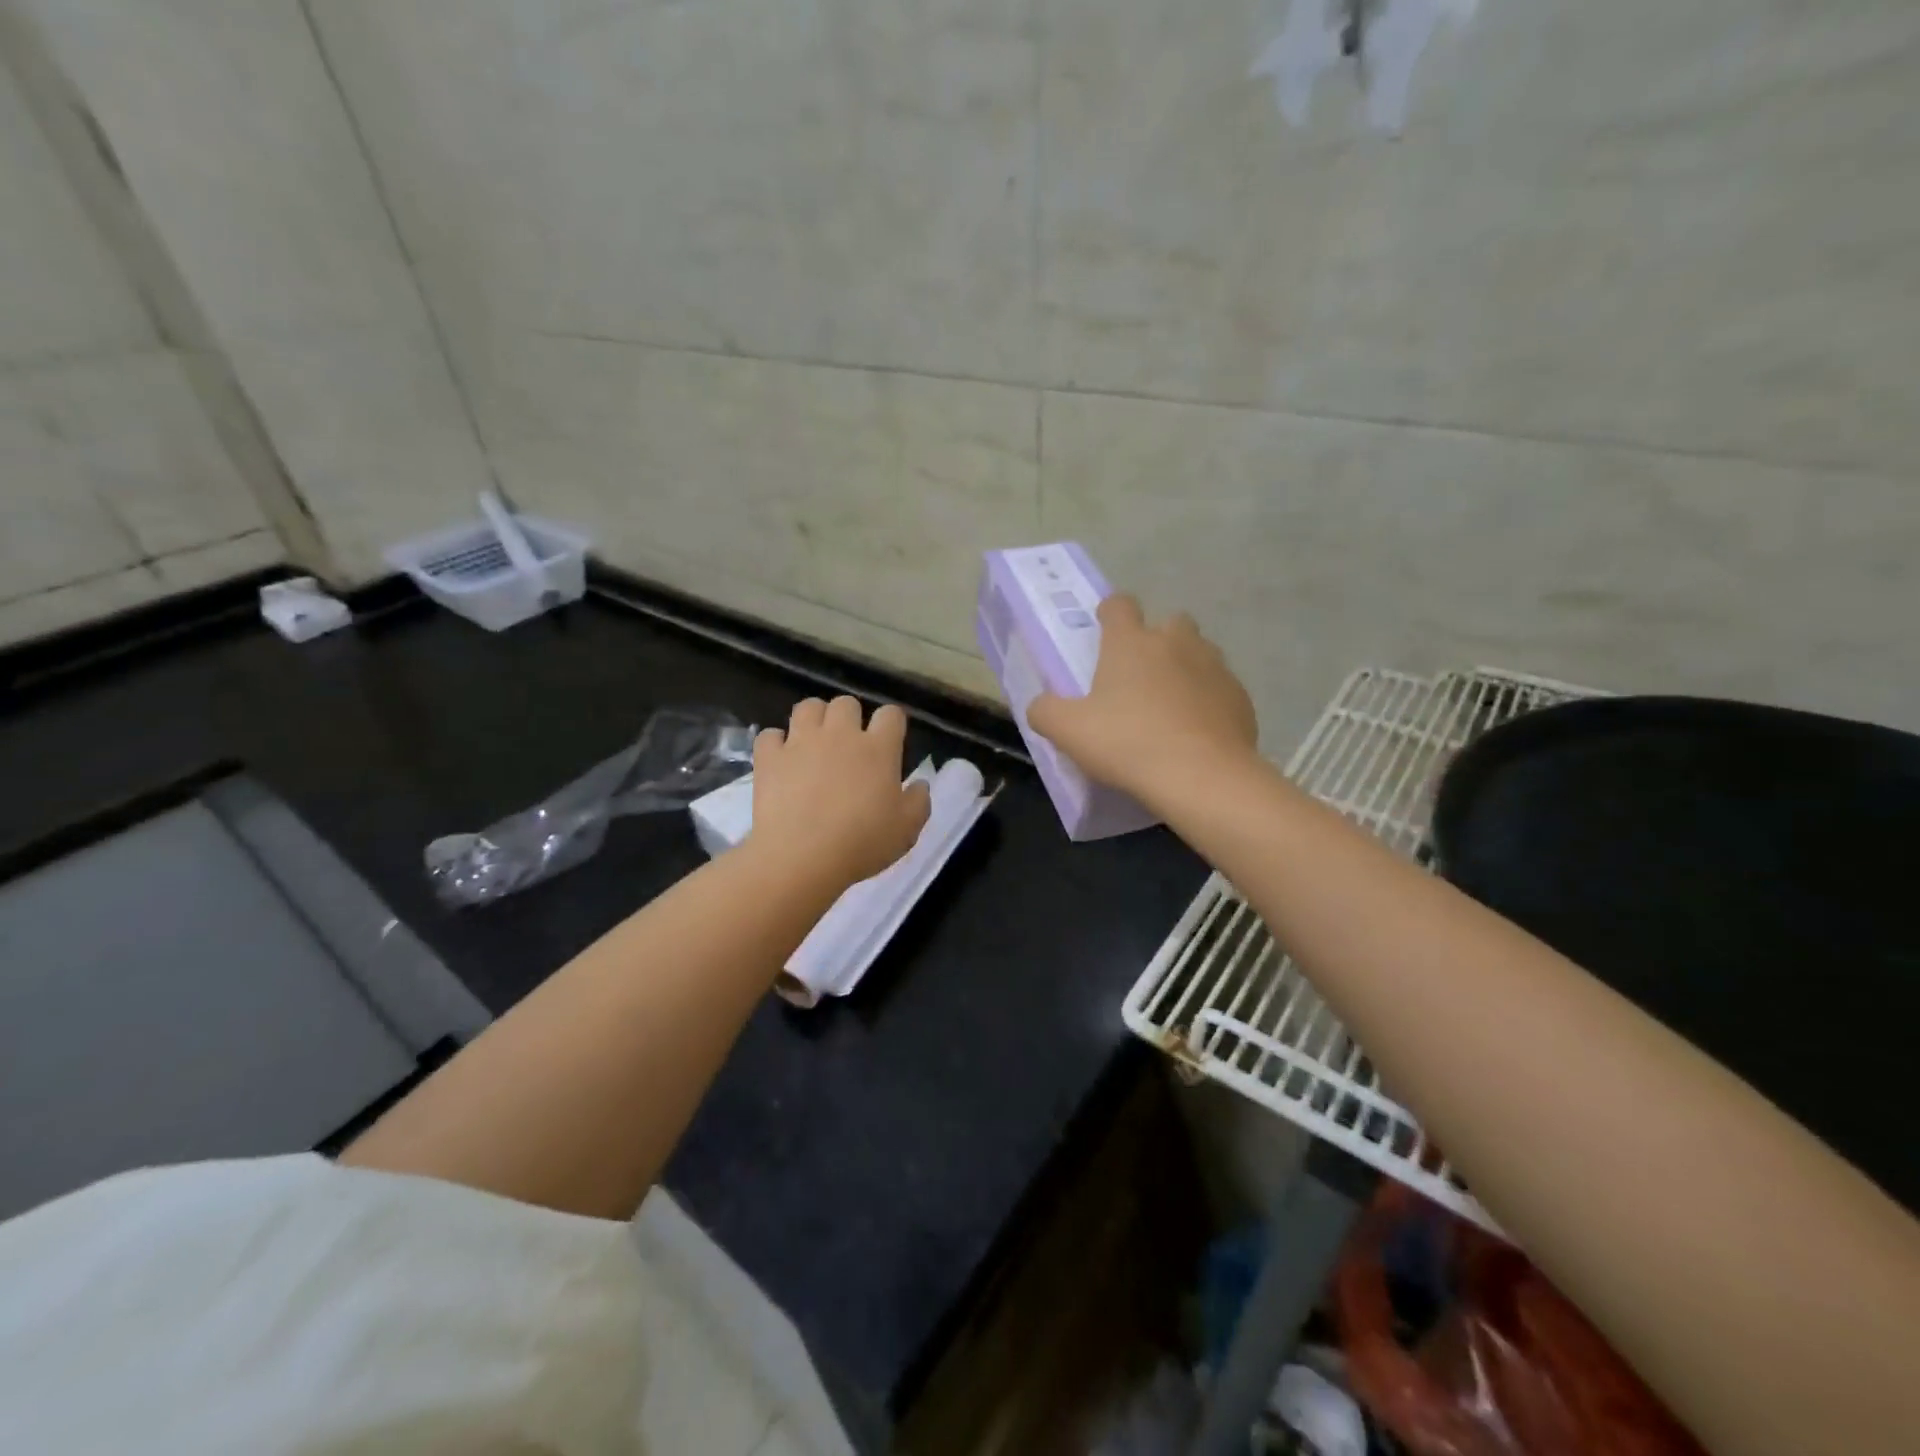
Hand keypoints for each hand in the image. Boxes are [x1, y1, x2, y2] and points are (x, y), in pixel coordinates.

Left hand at [750, 696, 931, 890]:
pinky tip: (782, 760)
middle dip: (850, 717)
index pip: (891, 714)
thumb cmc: (862, 844)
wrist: (801, 858)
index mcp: (878, 748)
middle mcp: (840, 734)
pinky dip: (776, 744)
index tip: (890, 741)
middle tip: (849, 744)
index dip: (892, 724)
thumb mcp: (907, 830)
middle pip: (846, 703)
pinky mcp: (769, 757)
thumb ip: (918, 802)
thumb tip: (919, 784)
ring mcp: (801, 742)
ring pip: (807, 707)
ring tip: (814, 742)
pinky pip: (770, 735)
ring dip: (814, 719)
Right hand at [1028, 595, 1258, 805]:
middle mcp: (1176, 642)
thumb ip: (1046, 711)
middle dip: (1156, 639)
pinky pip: (1220, 689)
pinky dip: (1208, 701)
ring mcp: (1214, 667)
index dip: (1110, 613)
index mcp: (1131, 643)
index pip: (1119, 605)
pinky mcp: (1240, 697)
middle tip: (1139, 675)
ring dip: (1184, 668)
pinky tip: (1196, 731)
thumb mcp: (1068, 731)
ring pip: (1199, 653)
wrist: (1202, 777)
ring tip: (1169, 705)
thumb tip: (1041, 705)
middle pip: (1169, 622)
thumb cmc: (1127, 743)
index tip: (1104, 630)